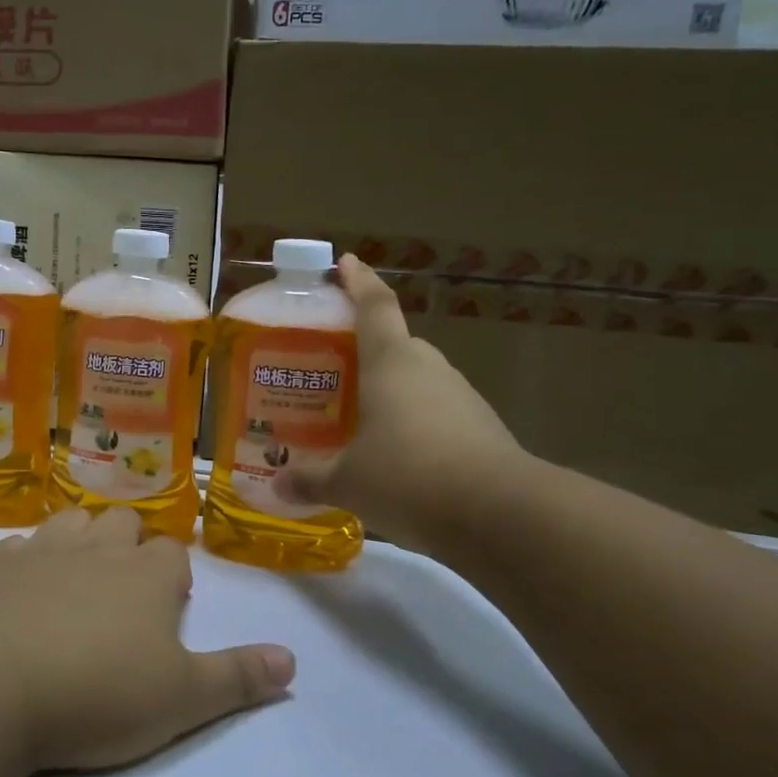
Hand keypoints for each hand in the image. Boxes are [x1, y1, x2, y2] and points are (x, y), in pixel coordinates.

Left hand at [0, 508, 295, 774]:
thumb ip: (239, 677)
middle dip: (130, 545)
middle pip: (123, 523)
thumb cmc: (97, 694)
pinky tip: (21, 589)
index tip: (169, 607)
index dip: (174, 576)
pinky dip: (27, 559)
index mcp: (147, 574)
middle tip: (124, 593)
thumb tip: (293, 659)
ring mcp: (41, 551)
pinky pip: (18, 546)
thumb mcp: (183, 699)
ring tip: (78, 580)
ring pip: (72, 521)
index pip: (174, 552)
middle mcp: (98, 549)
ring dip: (81, 540)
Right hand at [278, 255, 528, 553]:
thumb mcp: (348, 482)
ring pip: (417, 381)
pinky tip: (397, 458)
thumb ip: (311, 479)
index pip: (374, 306)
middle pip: (395, 344)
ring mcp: (460, 397)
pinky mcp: (481, 429)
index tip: (346, 262)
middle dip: (366, 350)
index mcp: (391, 362)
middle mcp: (428, 368)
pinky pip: (437, 414)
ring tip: (359, 419)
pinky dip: (414, 425)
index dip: (358, 281)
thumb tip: (277, 485)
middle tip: (334, 369)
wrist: (500, 514)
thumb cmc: (408, 478)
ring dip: (391, 391)